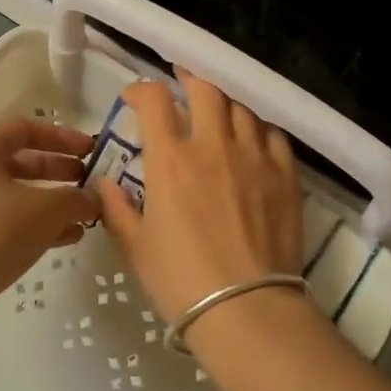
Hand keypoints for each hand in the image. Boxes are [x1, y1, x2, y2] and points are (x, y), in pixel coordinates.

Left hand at [0, 119, 99, 329]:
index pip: (25, 129)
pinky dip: (35, 227)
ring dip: (51, 203)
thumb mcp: (44, 210)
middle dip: (59, 171)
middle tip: (90, 184)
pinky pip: (6, 223)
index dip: (62, 137)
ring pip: (15, 196)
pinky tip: (66, 239)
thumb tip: (94, 198)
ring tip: (85, 216)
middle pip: (21, 162)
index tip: (91, 152)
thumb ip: (74, 199)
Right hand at [95, 76, 302, 322]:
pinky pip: (273, 134)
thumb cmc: (181, 280)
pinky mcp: (285, 175)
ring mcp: (254, 157)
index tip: (134, 99)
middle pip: (206, 89)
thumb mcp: (135, 247)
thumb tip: (104, 182)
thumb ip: (116, 207)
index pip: (154, 101)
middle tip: (181, 84)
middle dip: (189, 80)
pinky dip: (258, 128)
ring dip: (224, 102)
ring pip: (241, 106)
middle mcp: (214, 146)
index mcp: (171, 160)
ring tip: (217, 110)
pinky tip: (252, 138)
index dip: (141, 91)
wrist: (247, 310)